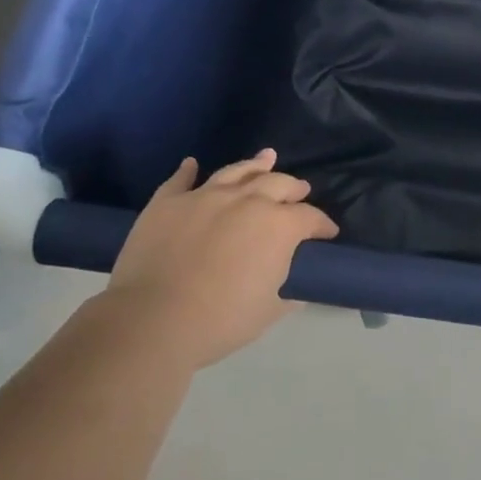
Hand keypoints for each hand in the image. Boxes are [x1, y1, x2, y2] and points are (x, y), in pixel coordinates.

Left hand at [107, 149, 337, 368]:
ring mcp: (204, 197)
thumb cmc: (219, 321)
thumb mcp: (267, 312)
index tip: (328, 232)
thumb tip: (296, 291)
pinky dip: (188, 171)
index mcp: (277, 226)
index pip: (309, 218)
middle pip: (277, 184)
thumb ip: (287, 294)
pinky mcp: (168, 203)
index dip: (322, 224)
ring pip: (236, 172)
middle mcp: (246, 201)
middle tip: (300, 191)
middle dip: (294, 188)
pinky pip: (180, 180)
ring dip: (255, 165)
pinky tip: (192, 164)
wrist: (152, 320)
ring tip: (267, 158)